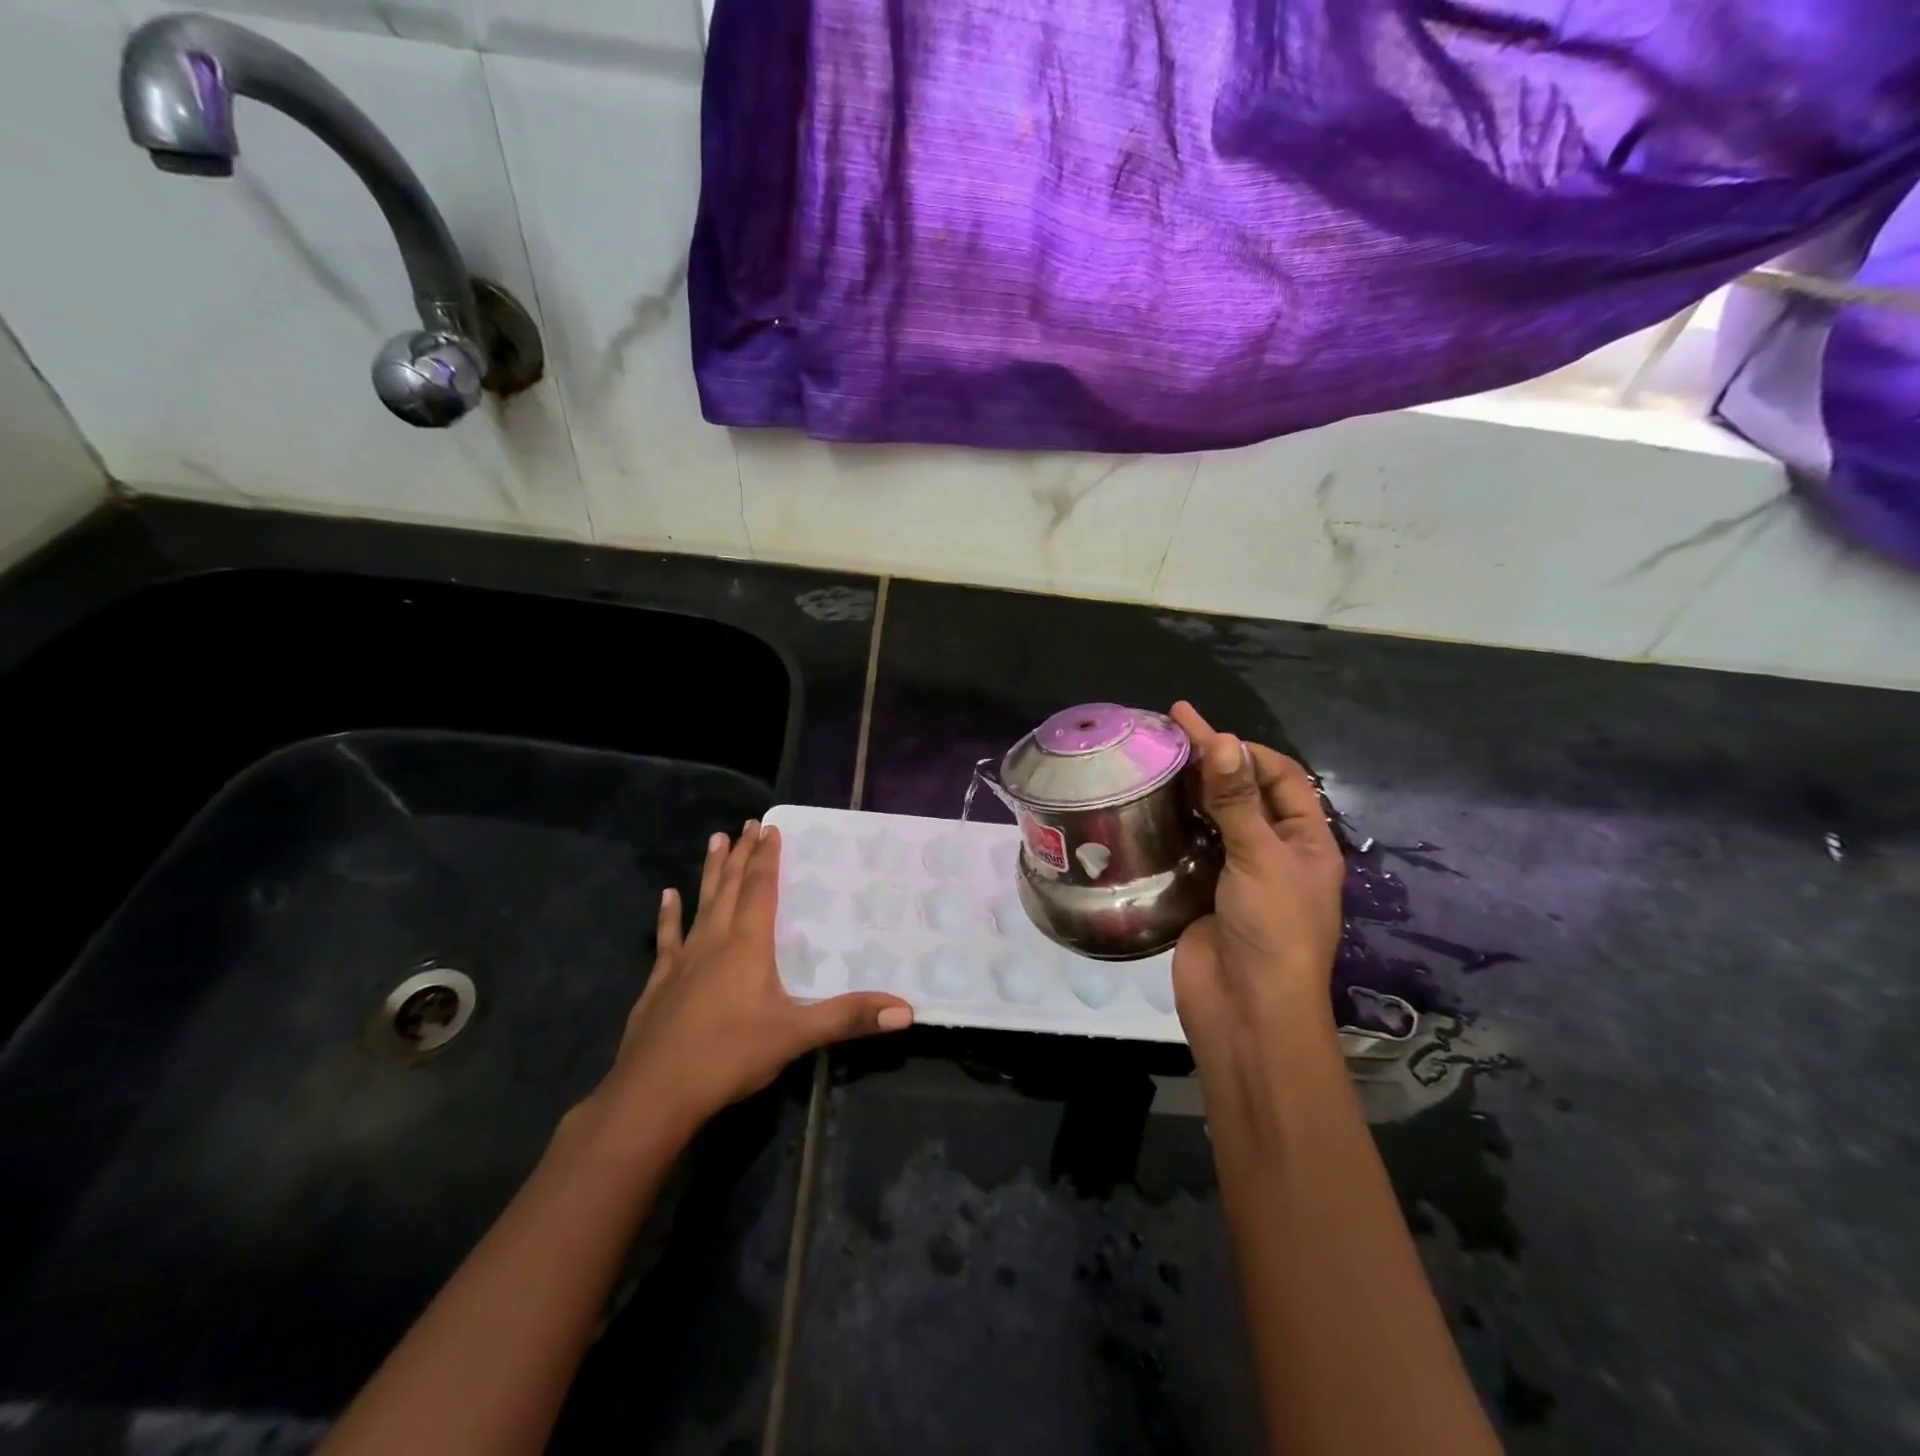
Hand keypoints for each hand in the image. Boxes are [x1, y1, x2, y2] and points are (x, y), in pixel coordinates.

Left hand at [588, 822, 913, 1144]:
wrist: (654, 1093)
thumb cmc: (729, 1056)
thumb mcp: (796, 1036)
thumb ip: (849, 1018)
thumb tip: (906, 1011)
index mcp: (748, 945)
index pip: (761, 889)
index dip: (767, 858)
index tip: (770, 827)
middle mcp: (715, 941)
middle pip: (731, 887)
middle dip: (742, 854)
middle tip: (748, 824)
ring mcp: (683, 960)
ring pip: (701, 903)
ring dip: (711, 871)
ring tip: (715, 840)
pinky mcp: (660, 982)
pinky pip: (668, 938)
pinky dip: (669, 915)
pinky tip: (667, 896)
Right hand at [1168, 703, 1344, 1058]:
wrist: (1246, 1011)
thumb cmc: (1272, 930)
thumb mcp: (1261, 858)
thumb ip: (1237, 801)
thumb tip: (1223, 740)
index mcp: (1306, 842)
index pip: (1280, 778)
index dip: (1245, 751)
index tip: (1202, 730)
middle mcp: (1272, 852)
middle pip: (1242, 794)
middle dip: (1211, 762)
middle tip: (1167, 732)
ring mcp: (1234, 873)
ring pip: (1211, 819)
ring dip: (1187, 791)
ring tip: (1151, 760)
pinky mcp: (1200, 892)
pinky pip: (1186, 848)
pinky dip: (1169, 825)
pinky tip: (1144, 806)